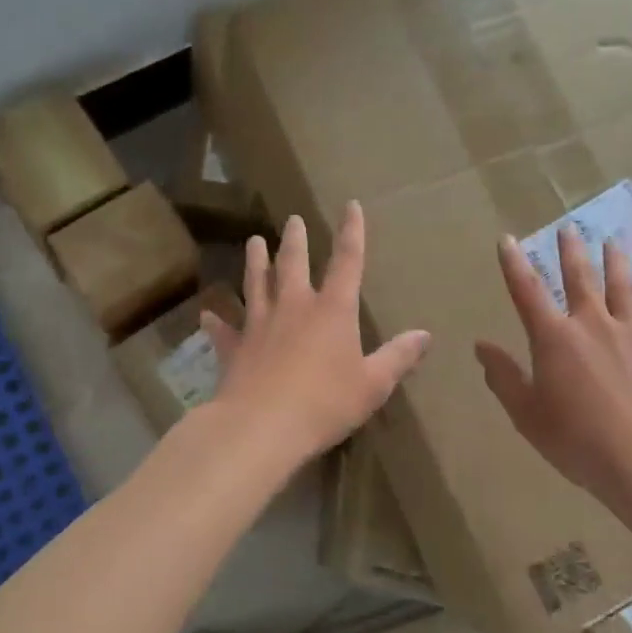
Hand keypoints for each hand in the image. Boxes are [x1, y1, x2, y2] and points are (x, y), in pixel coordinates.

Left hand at [201, 203, 430, 473]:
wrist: (262, 426)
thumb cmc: (325, 403)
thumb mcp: (373, 384)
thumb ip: (398, 357)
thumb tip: (425, 334)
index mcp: (332, 310)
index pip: (347, 262)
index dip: (352, 232)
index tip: (351, 206)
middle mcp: (294, 307)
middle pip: (294, 264)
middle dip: (296, 240)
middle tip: (293, 220)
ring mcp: (260, 324)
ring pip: (256, 284)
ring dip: (255, 262)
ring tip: (254, 242)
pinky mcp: (234, 347)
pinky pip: (223, 330)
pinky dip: (215, 321)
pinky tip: (206, 313)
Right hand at [475, 225, 631, 507]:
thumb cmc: (578, 440)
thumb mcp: (527, 414)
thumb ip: (503, 377)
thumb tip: (481, 346)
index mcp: (554, 338)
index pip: (527, 290)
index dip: (514, 263)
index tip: (507, 239)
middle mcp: (591, 324)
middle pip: (579, 276)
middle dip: (570, 249)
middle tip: (569, 227)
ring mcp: (630, 333)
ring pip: (621, 286)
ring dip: (615, 261)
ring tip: (612, 242)